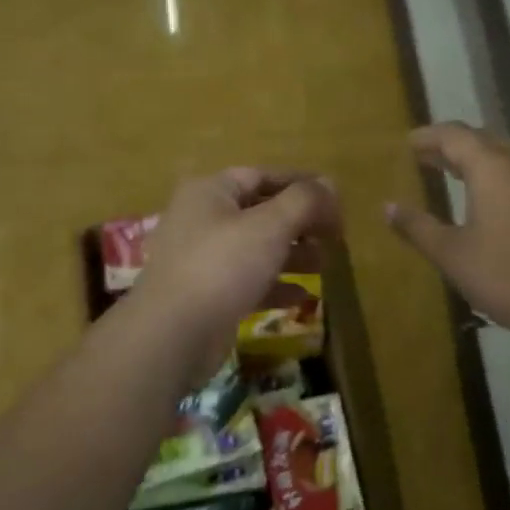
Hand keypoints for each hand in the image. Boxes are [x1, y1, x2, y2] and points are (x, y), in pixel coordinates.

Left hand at [134, 168, 340, 379]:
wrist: (174, 333)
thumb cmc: (223, 267)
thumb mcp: (270, 226)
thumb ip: (304, 201)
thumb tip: (330, 185)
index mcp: (210, 193)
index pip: (261, 176)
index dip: (300, 184)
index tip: (335, 200)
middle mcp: (201, 221)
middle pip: (259, 213)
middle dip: (299, 223)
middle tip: (334, 236)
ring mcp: (201, 261)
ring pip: (255, 249)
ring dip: (291, 255)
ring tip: (324, 265)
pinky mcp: (206, 296)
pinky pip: (247, 282)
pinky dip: (275, 286)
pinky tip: (302, 296)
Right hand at [385, 123, 509, 337]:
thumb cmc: (507, 274)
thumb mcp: (452, 254)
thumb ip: (418, 227)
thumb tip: (388, 207)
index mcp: (492, 166)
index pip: (454, 135)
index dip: (427, 137)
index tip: (406, 144)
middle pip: (481, 140)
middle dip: (450, 145)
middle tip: (423, 157)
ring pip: (503, 156)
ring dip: (474, 159)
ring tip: (449, 173)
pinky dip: (494, 176)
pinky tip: (484, 200)